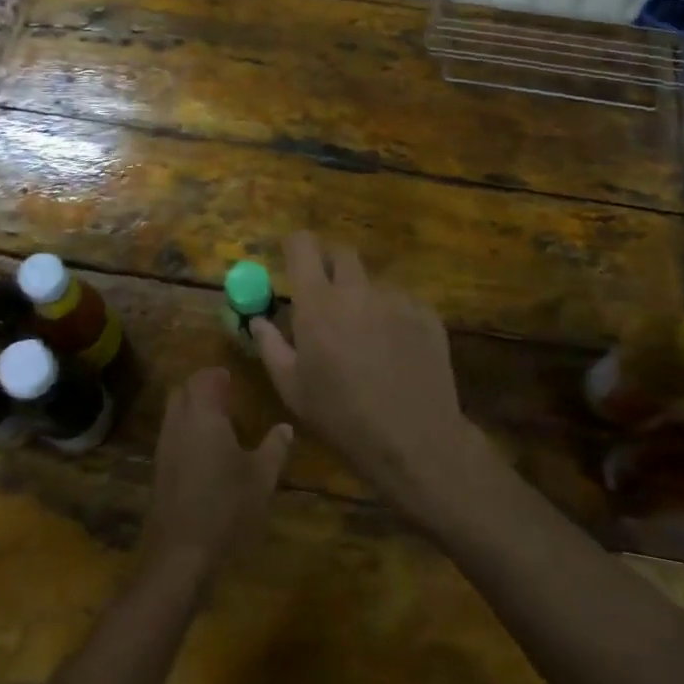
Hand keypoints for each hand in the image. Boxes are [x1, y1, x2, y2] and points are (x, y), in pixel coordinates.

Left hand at [140, 367, 291, 583]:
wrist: (180, 556)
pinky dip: (187, 432)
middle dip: (203, 388)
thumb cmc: (226, 508)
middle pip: (184, 390)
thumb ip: (275, 447)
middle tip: (229, 399)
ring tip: (222, 425)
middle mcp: (178, 423)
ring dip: (193, 410)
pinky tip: (208, 455)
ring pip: (175, 413)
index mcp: (203, 415)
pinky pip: (172, 436)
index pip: (204, 377)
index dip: (218, 375)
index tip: (235, 381)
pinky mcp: (159, 470)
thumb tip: (286, 427)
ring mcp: (164, 447)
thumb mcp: (261, 478)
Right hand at [252, 231, 477, 516]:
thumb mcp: (292, 388)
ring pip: (373, 282)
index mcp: (318, 302)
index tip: (293, 257)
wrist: (413, 438)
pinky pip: (402, 302)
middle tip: (327, 297)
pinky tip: (396, 351)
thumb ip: (270, 346)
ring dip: (363, 297)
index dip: (296, 246)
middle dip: (331, 266)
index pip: (303, 246)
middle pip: (342, 254)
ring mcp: (396, 298)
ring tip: (367, 338)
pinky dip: (393, 317)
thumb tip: (258, 320)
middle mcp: (357, 290)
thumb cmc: (341, 416)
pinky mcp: (426, 313)